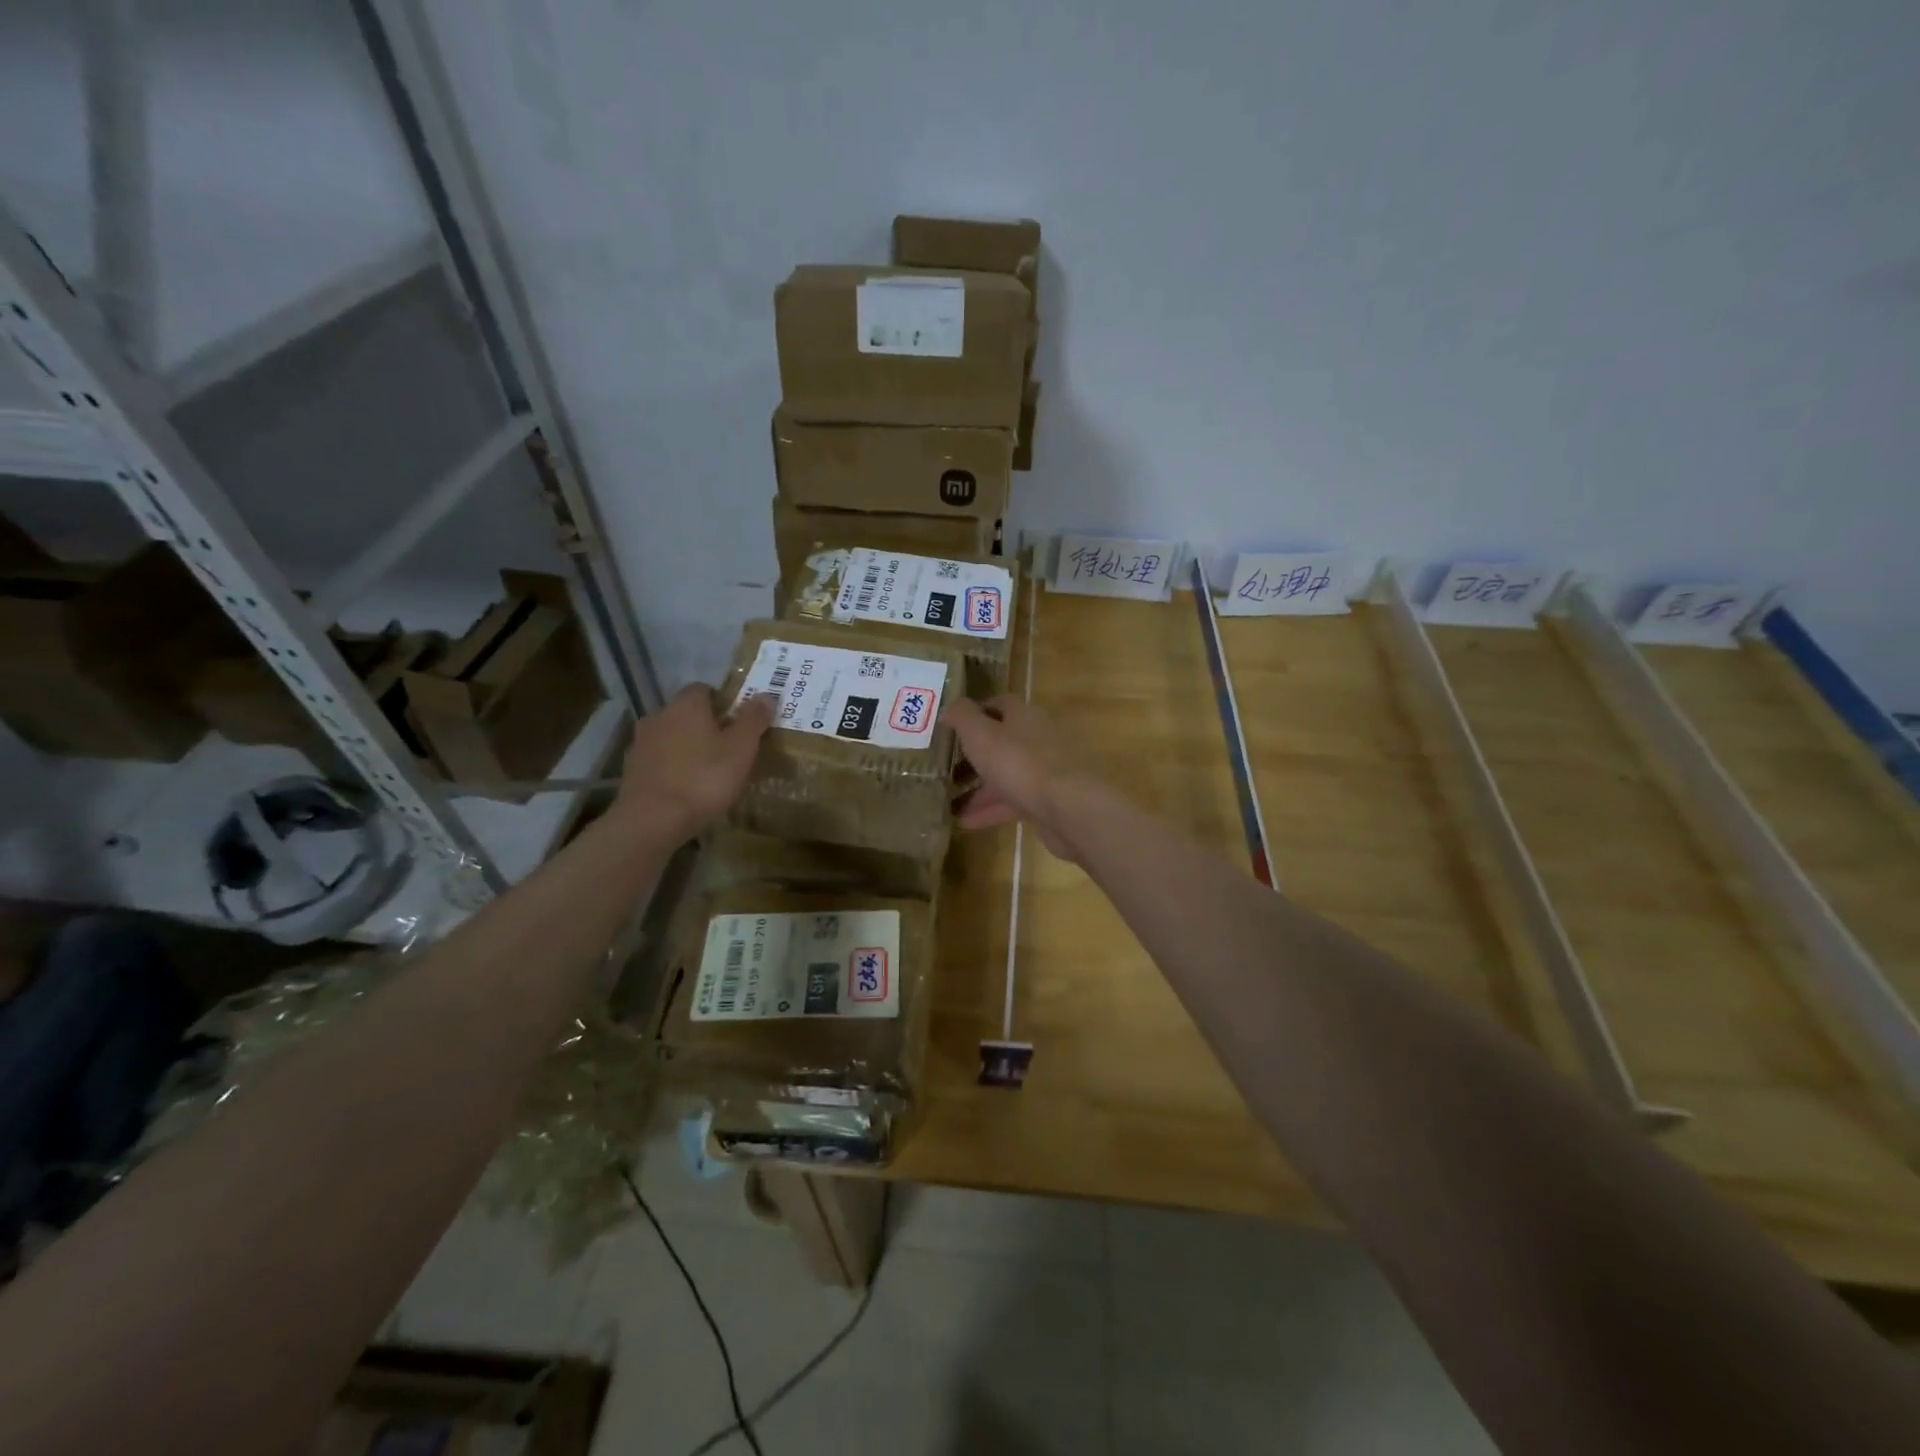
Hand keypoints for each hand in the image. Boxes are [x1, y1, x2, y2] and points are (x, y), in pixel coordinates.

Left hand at [614, 684, 774, 842]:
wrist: (652, 820)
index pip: (704, 689)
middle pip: (686, 713)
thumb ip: (753, 719)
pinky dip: (672, 768)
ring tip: (708, 772)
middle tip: (729, 749)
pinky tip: (686, 788)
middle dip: (706, 726)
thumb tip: (766, 695)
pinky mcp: (631, 769)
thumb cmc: (703, 778)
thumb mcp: (741, 749)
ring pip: (671, 737)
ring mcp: (641, 742)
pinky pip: (659, 760)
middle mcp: (659, 715)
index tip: (739, 723)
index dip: (724, 703)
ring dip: (687, 748)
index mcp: (686, 705)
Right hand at [947, 695, 1104, 862]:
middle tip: (945, 768)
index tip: (949, 728)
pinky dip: (990, 809)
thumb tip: (949, 708)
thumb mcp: (980, 734)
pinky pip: (1013, 800)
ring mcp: (1044, 770)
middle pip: (1001, 741)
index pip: (997, 704)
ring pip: (1005, 774)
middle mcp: (1037, 738)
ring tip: (948, 801)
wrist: (1067, 807)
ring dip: (978, 787)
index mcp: (1023, 715)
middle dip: (973, 755)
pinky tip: (966, 822)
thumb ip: (961, 717)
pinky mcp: (1047, 799)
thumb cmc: (1019, 762)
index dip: (973, 713)